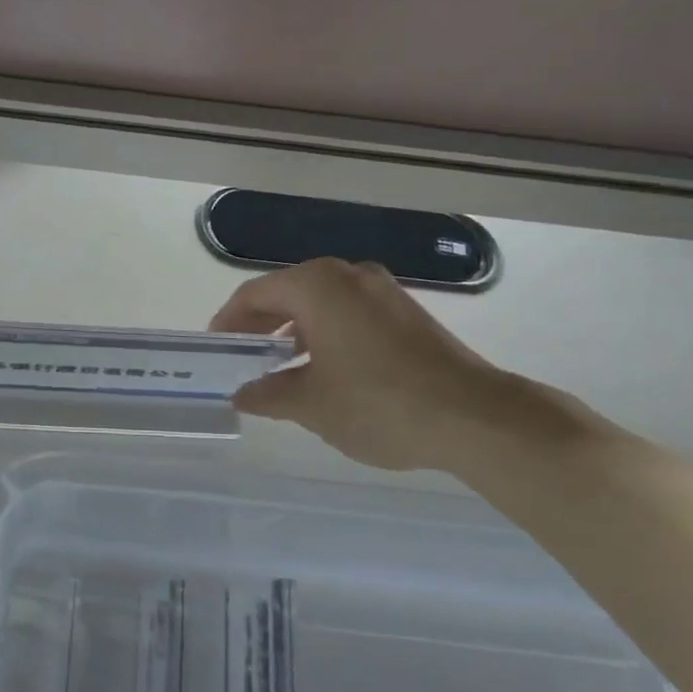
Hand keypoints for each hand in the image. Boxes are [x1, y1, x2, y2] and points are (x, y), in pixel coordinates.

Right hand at [210, 258, 592, 474]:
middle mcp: (347, 275)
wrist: (477, 417)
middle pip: (287, 292)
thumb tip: (242, 393)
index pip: (255, 294)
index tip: (215, 347)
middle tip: (241, 355)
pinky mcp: (406, 311)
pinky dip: (325, 331)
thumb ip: (267, 394)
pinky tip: (324, 366)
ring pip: (320, 301)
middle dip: (260, 324)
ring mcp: (381, 290)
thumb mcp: (310, 404)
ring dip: (293, 329)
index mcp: (316, 286)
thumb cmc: (379, 403)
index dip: (228, 320)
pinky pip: (348, 311)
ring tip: (279, 365)